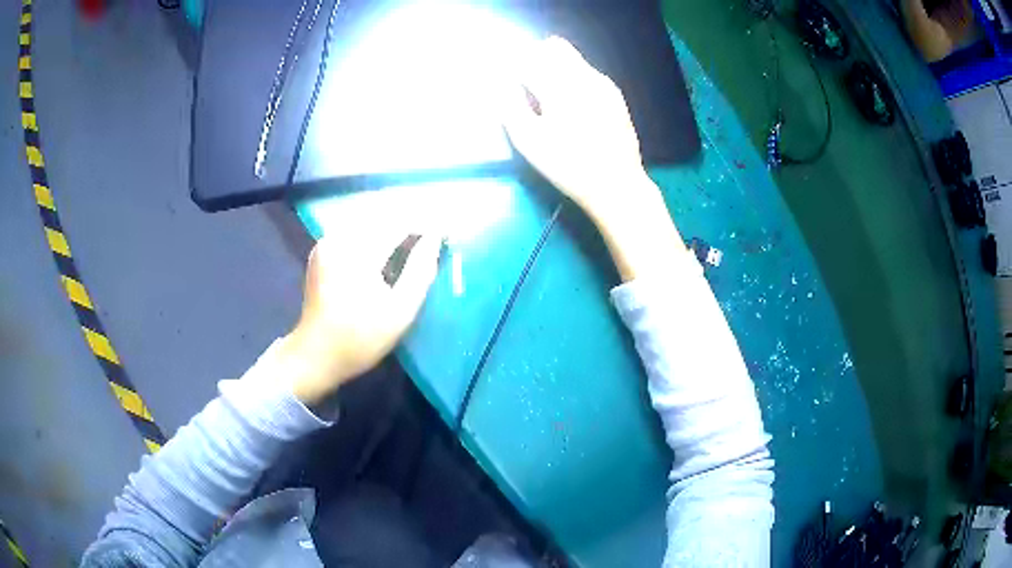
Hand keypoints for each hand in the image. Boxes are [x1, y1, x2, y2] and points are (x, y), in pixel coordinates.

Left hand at [281, 231, 441, 406]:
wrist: (314, 355)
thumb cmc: (360, 339)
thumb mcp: (400, 311)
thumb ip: (421, 270)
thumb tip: (435, 238)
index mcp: (357, 251)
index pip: (400, 223)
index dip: (426, 227)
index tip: (445, 234)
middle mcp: (339, 237)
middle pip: (384, 220)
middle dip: (408, 229)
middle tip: (430, 245)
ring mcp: (327, 242)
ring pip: (370, 226)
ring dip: (391, 234)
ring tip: (411, 251)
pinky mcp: (322, 250)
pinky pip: (355, 235)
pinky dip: (373, 241)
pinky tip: (383, 259)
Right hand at [503, 36, 683, 280]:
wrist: (618, 185)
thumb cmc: (568, 166)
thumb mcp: (529, 142)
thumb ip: (510, 106)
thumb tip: (501, 84)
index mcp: (560, 86)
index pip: (528, 57)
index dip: (512, 65)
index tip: (506, 80)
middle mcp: (584, 76)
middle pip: (554, 46)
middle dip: (535, 58)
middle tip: (526, 85)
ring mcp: (603, 84)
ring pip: (572, 58)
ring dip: (554, 67)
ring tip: (547, 98)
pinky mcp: (614, 95)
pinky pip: (586, 73)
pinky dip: (571, 78)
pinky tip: (571, 106)